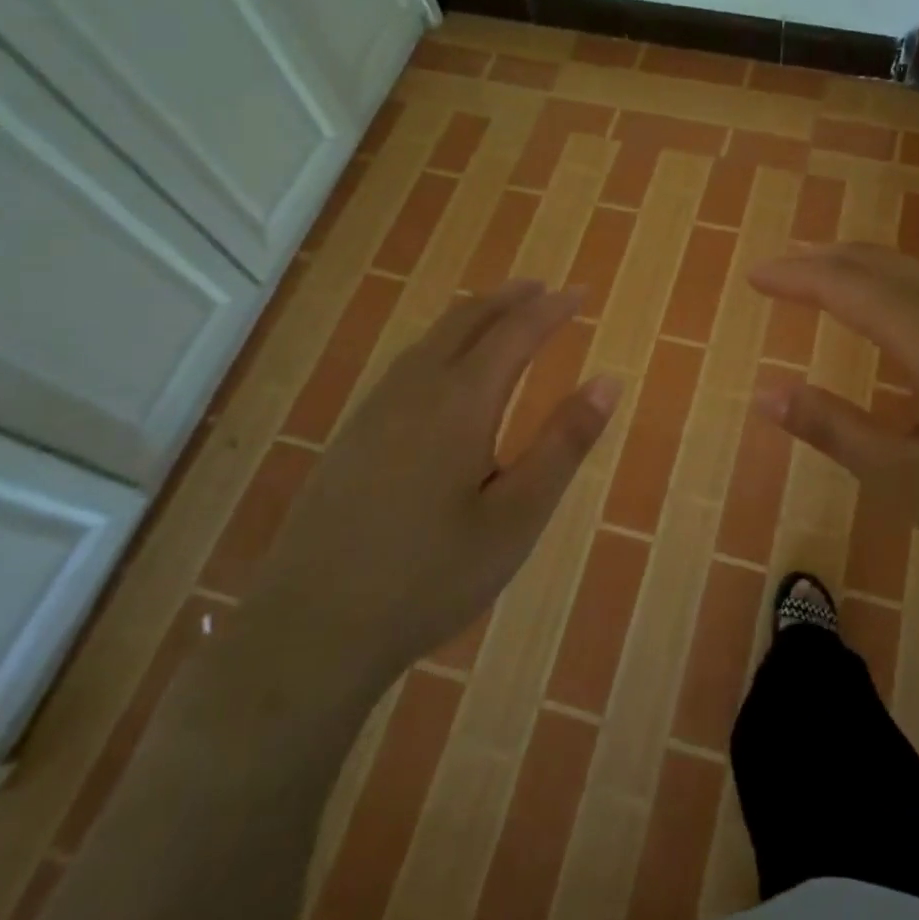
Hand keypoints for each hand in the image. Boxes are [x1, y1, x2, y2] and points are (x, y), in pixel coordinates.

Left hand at [250, 281, 620, 674]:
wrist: (310, 629)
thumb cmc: (430, 577)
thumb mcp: (516, 517)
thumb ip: (563, 444)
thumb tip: (608, 381)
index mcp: (461, 402)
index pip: (516, 332)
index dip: (552, 308)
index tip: (582, 292)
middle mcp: (415, 389)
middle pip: (467, 319)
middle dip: (510, 298)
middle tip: (545, 290)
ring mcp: (376, 409)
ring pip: (432, 337)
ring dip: (474, 315)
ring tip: (503, 314)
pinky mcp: (353, 434)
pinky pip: (408, 362)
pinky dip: (443, 341)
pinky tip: (445, 368)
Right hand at [749, 244, 918, 586]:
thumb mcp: (909, 481)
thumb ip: (835, 431)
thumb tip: (767, 396)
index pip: (842, 285)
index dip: (793, 276)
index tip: (754, 276)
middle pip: (878, 261)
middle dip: (822, 260)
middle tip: (781, 274)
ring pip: (914, 270)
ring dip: (863, 269)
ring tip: (829, 286)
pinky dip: (899, 284)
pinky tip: (901, 317)